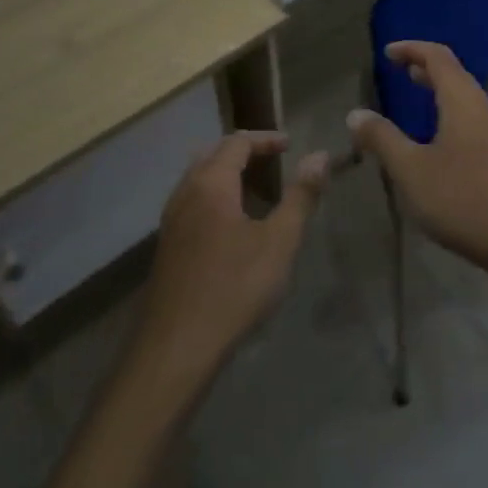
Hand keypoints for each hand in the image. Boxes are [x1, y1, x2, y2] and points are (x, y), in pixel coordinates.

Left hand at [135, 133, 327, 382]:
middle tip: (274, 159)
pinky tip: (233, 223)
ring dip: (227, 173)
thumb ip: (301, 195)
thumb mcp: (279, 241)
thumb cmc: (234, 288)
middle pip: (213, 154)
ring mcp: (171, 221)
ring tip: (257, 187)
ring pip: (198, 178)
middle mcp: (185, 193)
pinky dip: (215, 195)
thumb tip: (321, 155)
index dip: (266, 139)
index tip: (291, 145)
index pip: (237, 142)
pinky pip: (192, 202)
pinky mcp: (167, 246)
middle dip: (244, 151)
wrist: (176, 348)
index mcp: (211, 184)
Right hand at [348, 41, 487, 280]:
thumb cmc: (463, 199)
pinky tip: (437, 136)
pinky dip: (448, 110)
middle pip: (454, 73)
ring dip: (439, 88)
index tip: (388, 52)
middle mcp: (482, 109)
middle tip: (399, 67)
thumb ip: (382, 139)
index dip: (412, 49)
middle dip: (425, 65)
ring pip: (464, 96)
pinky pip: (470, 117)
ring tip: (415, 91)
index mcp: (461, 102)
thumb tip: (356, 114)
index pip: (438, 58)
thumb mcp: (411, 170)